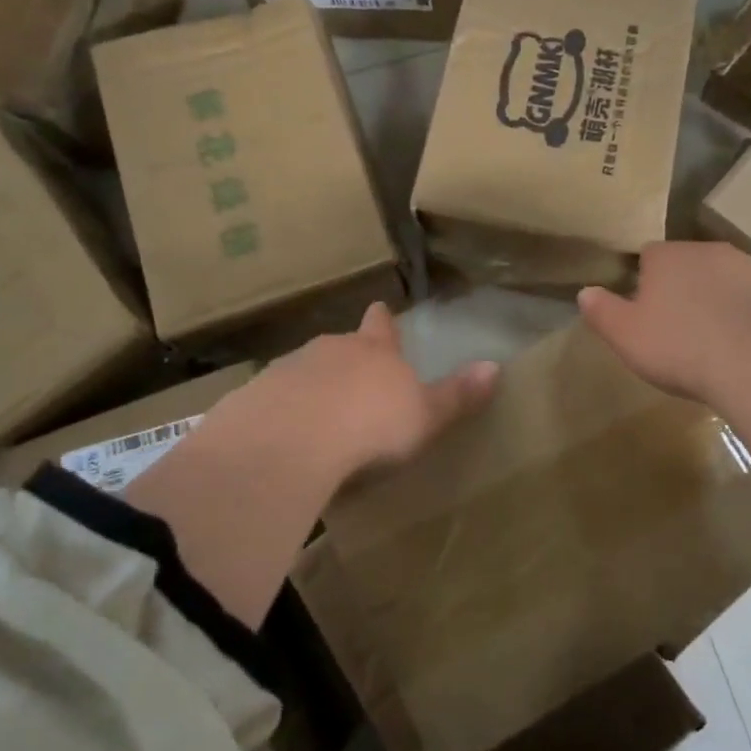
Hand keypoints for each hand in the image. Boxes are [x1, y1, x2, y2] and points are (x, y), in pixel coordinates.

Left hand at [242, 302, 499, 481]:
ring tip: (319, 415)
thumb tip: (495, 367)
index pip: (381, 326)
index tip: (379, 311)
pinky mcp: (255, 398)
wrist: (293, 440)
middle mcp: (330, 350)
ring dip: (313, 386)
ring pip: (305, 370)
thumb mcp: (425, 414)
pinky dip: (282, 412)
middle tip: (354, 378)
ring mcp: (288, 370)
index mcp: (374, 351)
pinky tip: (285, 438)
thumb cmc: (371, 424)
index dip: (382, 321)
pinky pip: (273, 400)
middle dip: (347, 357)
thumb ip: (457, 394)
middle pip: (341, 345)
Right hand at [577, 241, 750, 409]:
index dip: (645, 283)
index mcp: (668, 256)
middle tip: (682, 331)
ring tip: (720, 342)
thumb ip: (602, 311)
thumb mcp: (626, 336)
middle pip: (690, 265)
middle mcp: (710, 251)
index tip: (648, 314)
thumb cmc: (682, 347)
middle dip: (685, 289)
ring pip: (728, 279)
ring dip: (722, 300)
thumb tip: (585, 292)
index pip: (648, 256)